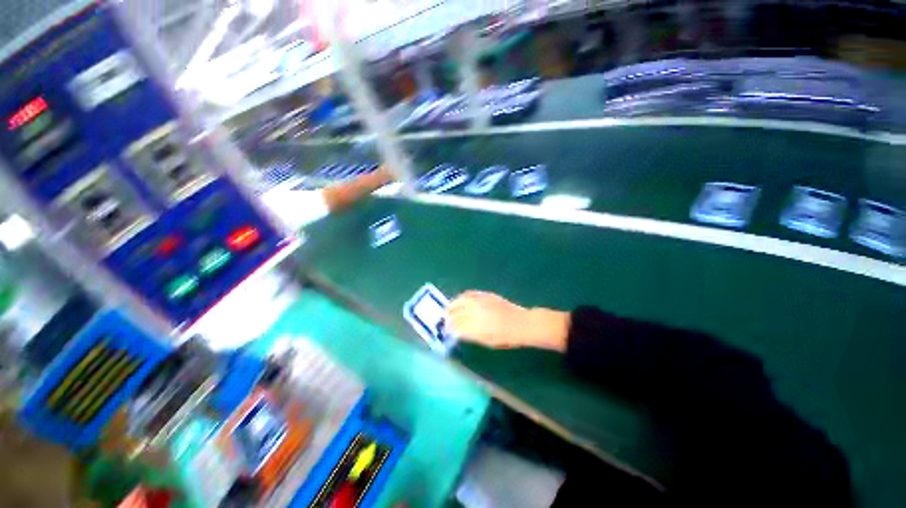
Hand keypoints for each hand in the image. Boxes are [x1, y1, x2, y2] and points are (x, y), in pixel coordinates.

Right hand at [447, 291, 569, 351]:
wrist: (521, 323)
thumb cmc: (505, 337)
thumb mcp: (486, 341)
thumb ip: (470, 335)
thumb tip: (458, 331)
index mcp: (474, 327)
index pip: (455, 326)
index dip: (449, 328)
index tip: (446, 330)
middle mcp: (474, 312)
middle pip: (454, 312)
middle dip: (448, 316)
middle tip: (445, 320)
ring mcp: (479, 301)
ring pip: (459, 301)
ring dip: (452, 305)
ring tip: (450, 309)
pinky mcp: (485, 295)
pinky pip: (469, 294)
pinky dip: (462, 296)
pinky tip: (460, 299)